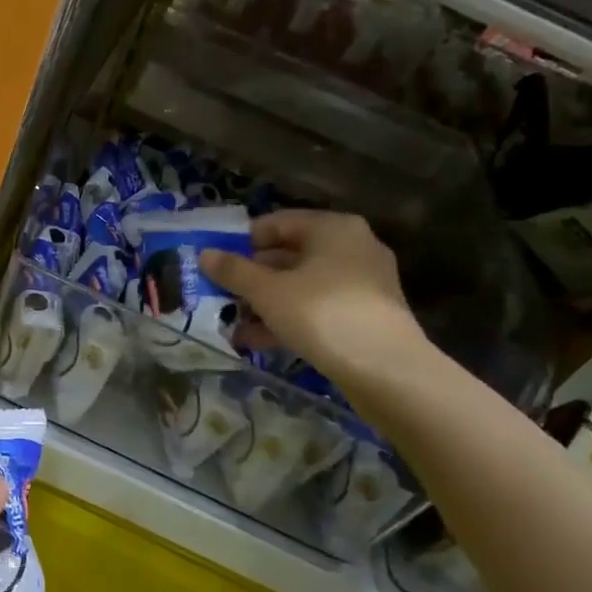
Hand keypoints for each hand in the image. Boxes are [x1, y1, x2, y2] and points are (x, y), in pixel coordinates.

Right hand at [201, 210, 428, 390]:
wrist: (386, 369)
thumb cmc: (322, 314)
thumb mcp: (268, 291)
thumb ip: (234, 271)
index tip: (217, 265)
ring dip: (264, 303)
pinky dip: (287, 320)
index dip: (242, 242)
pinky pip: (316, 309)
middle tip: (221, 296)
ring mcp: (361, 283)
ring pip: (300, 286)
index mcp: (332, 228)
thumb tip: (205, 254)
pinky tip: (256, 341)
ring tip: (232, 323)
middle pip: (289, 255)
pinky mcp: (363, 316)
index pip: (277, 223)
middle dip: (252, 277)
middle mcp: (351, 247)